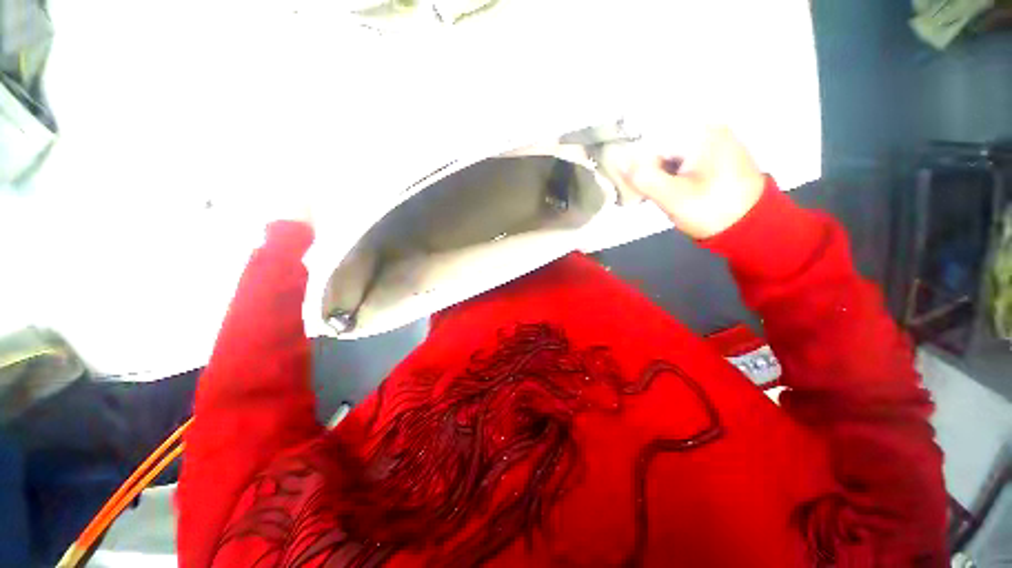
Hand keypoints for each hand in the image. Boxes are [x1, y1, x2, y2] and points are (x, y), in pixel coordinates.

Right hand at [621, 127, 764, 239]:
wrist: (751, 226)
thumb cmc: (712, 210)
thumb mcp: (672, 197)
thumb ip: (642, 177)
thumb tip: (617, 159)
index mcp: (700, 133)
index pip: (651, 140)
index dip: (634, 162)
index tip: (630, 184)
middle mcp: (708, 130)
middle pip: (660, 145)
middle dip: (647, 169)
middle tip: (644, 194)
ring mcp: (713, 142)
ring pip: (669, 154)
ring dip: (657, 174)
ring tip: (657, 195)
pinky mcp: (714, 156)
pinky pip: (681, 160)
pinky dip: (670, 174)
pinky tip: (670, 190)